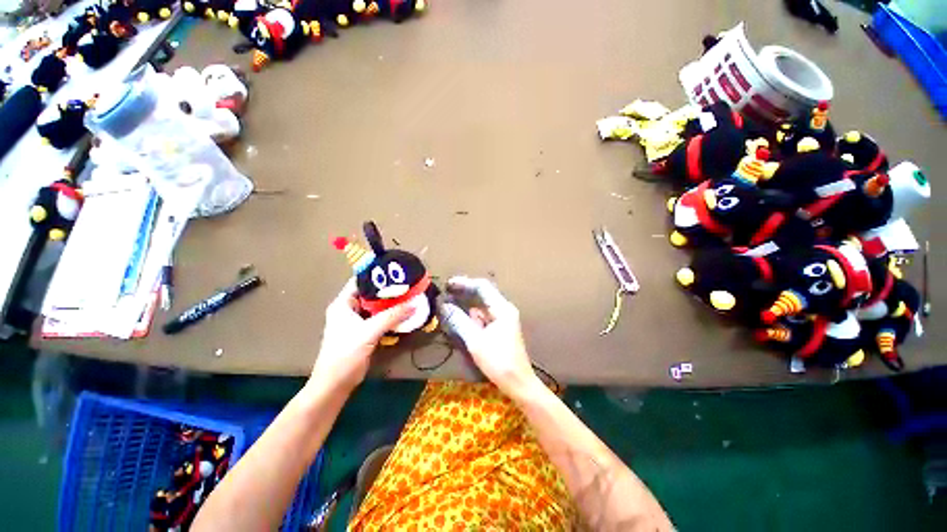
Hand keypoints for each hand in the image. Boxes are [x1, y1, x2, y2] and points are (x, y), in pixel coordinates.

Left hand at [310, 279, 413, 392]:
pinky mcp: (364, 332)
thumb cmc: (346, 354)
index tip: (396, 271)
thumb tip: (414, 303)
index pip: (360, 281)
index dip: (377, 275)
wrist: (336, 384)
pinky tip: (403, 313)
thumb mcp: (369, 331)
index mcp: (343, 304)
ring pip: (376, 306)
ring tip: (409, 296)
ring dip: (390, 303)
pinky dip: (390, 315)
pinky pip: (379, 318)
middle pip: (370, 294)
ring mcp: (356, 321)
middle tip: (407, 284)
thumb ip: (392, 316)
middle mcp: (348, 309)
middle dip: (388, 290)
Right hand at [441, 277, 538, 397]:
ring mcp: (503, 318)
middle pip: (483, 294)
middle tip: (446, 292)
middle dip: (464, 292)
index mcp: (502, 308)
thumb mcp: (475, 341)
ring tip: (449, 303)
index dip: (465, 283)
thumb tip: (445, 305)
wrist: (517, 383)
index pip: (483, 287)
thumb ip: (459, 320)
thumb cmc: (498, 361)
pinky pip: (483, 316)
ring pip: (482, 305)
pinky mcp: (500, 328)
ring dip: (467, 303)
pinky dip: (472, 315)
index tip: (448, 284)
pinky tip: (460, 317)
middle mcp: (504, 309)